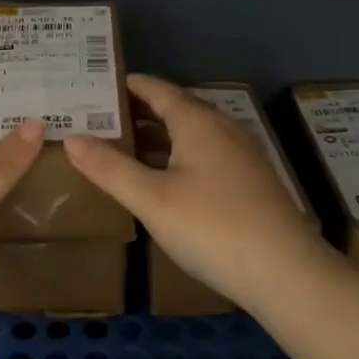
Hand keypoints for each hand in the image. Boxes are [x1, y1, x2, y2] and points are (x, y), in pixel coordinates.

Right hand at [66, 74, 328, 306]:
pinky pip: (208, 153)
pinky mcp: (253, 181)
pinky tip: (168, 178)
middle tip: (103, 118)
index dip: (129, 85)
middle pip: (177, 108)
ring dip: (161, 135)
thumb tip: (71, 138)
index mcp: (197, 122)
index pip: (158, 89)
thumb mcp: (151, 199)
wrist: (286, 272)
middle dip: (141, 111)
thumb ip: (109, 168)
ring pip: (194, 133)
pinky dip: (180, 154)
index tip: (99, 85)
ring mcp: (242, 155)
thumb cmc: (211, 227)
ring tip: (127, 146)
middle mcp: (222, 128)